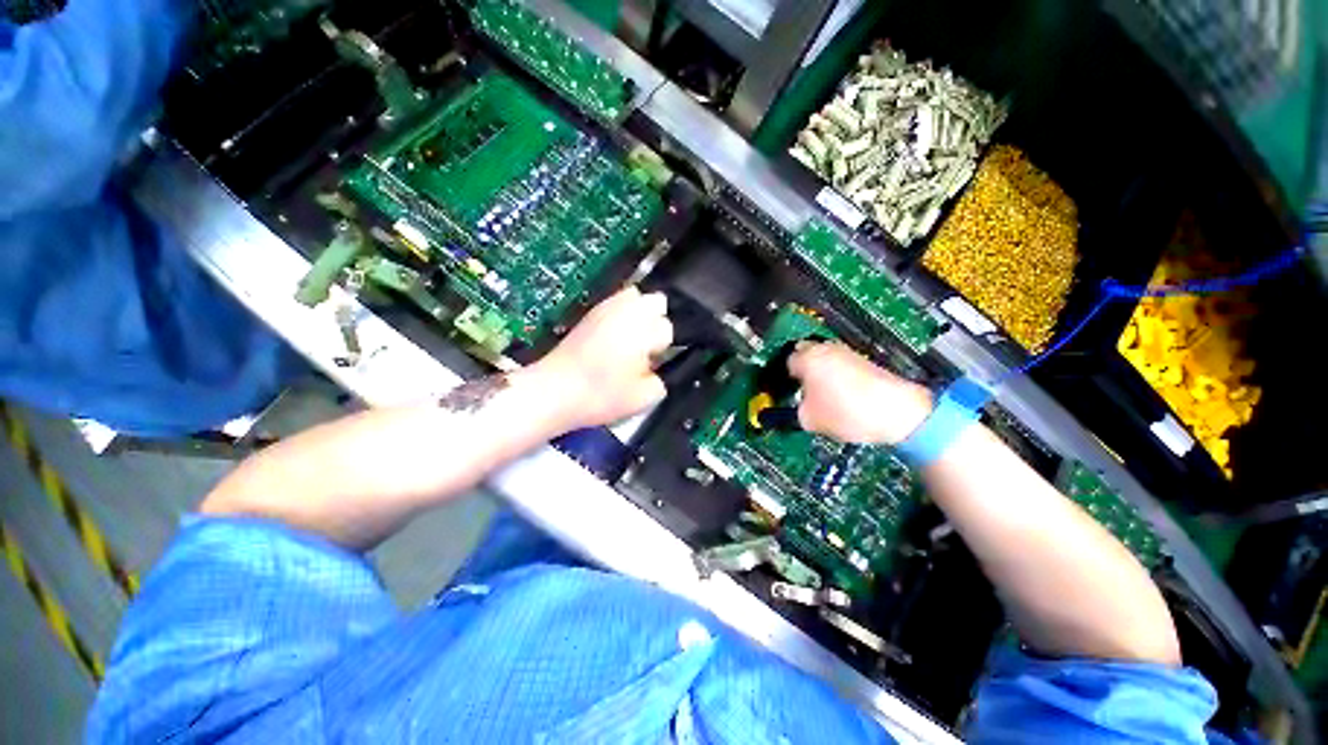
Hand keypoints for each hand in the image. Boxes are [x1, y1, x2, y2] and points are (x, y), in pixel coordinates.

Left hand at [532, 286, 672, 429]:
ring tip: (632, 337)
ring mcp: (606, 308)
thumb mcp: (644, 398)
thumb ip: (663, 380)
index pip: (669, 328)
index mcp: (644, 331)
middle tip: (647, 345)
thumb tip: (660, 369)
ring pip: (637, 296)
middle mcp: (627, 312)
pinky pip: (616, 302)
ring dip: (641, 313)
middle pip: (658, 301)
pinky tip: (615, 336)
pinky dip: (622, 313)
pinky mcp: (591, 313)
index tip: (655, 362)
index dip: (665, 347)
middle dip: (659, 320)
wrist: (554, 391)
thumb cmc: (600, 396)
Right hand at [788, 341, 932, 444]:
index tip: (788, 392)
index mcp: (807, 358)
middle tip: (803, 391)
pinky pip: (840, 363)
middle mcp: (825, 349)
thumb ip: (795, 411)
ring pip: (823, 358)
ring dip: (819, 371)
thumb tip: (797, 407)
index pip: (786, 362)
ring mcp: (847, 352)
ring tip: (823, 395)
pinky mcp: (864, 359)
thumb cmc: (847, 413)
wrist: (898, 413)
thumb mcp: (809, 419)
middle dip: (802, 370)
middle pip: (805, 354)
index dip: (786, 379)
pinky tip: (842, 395)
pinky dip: (836, 375)